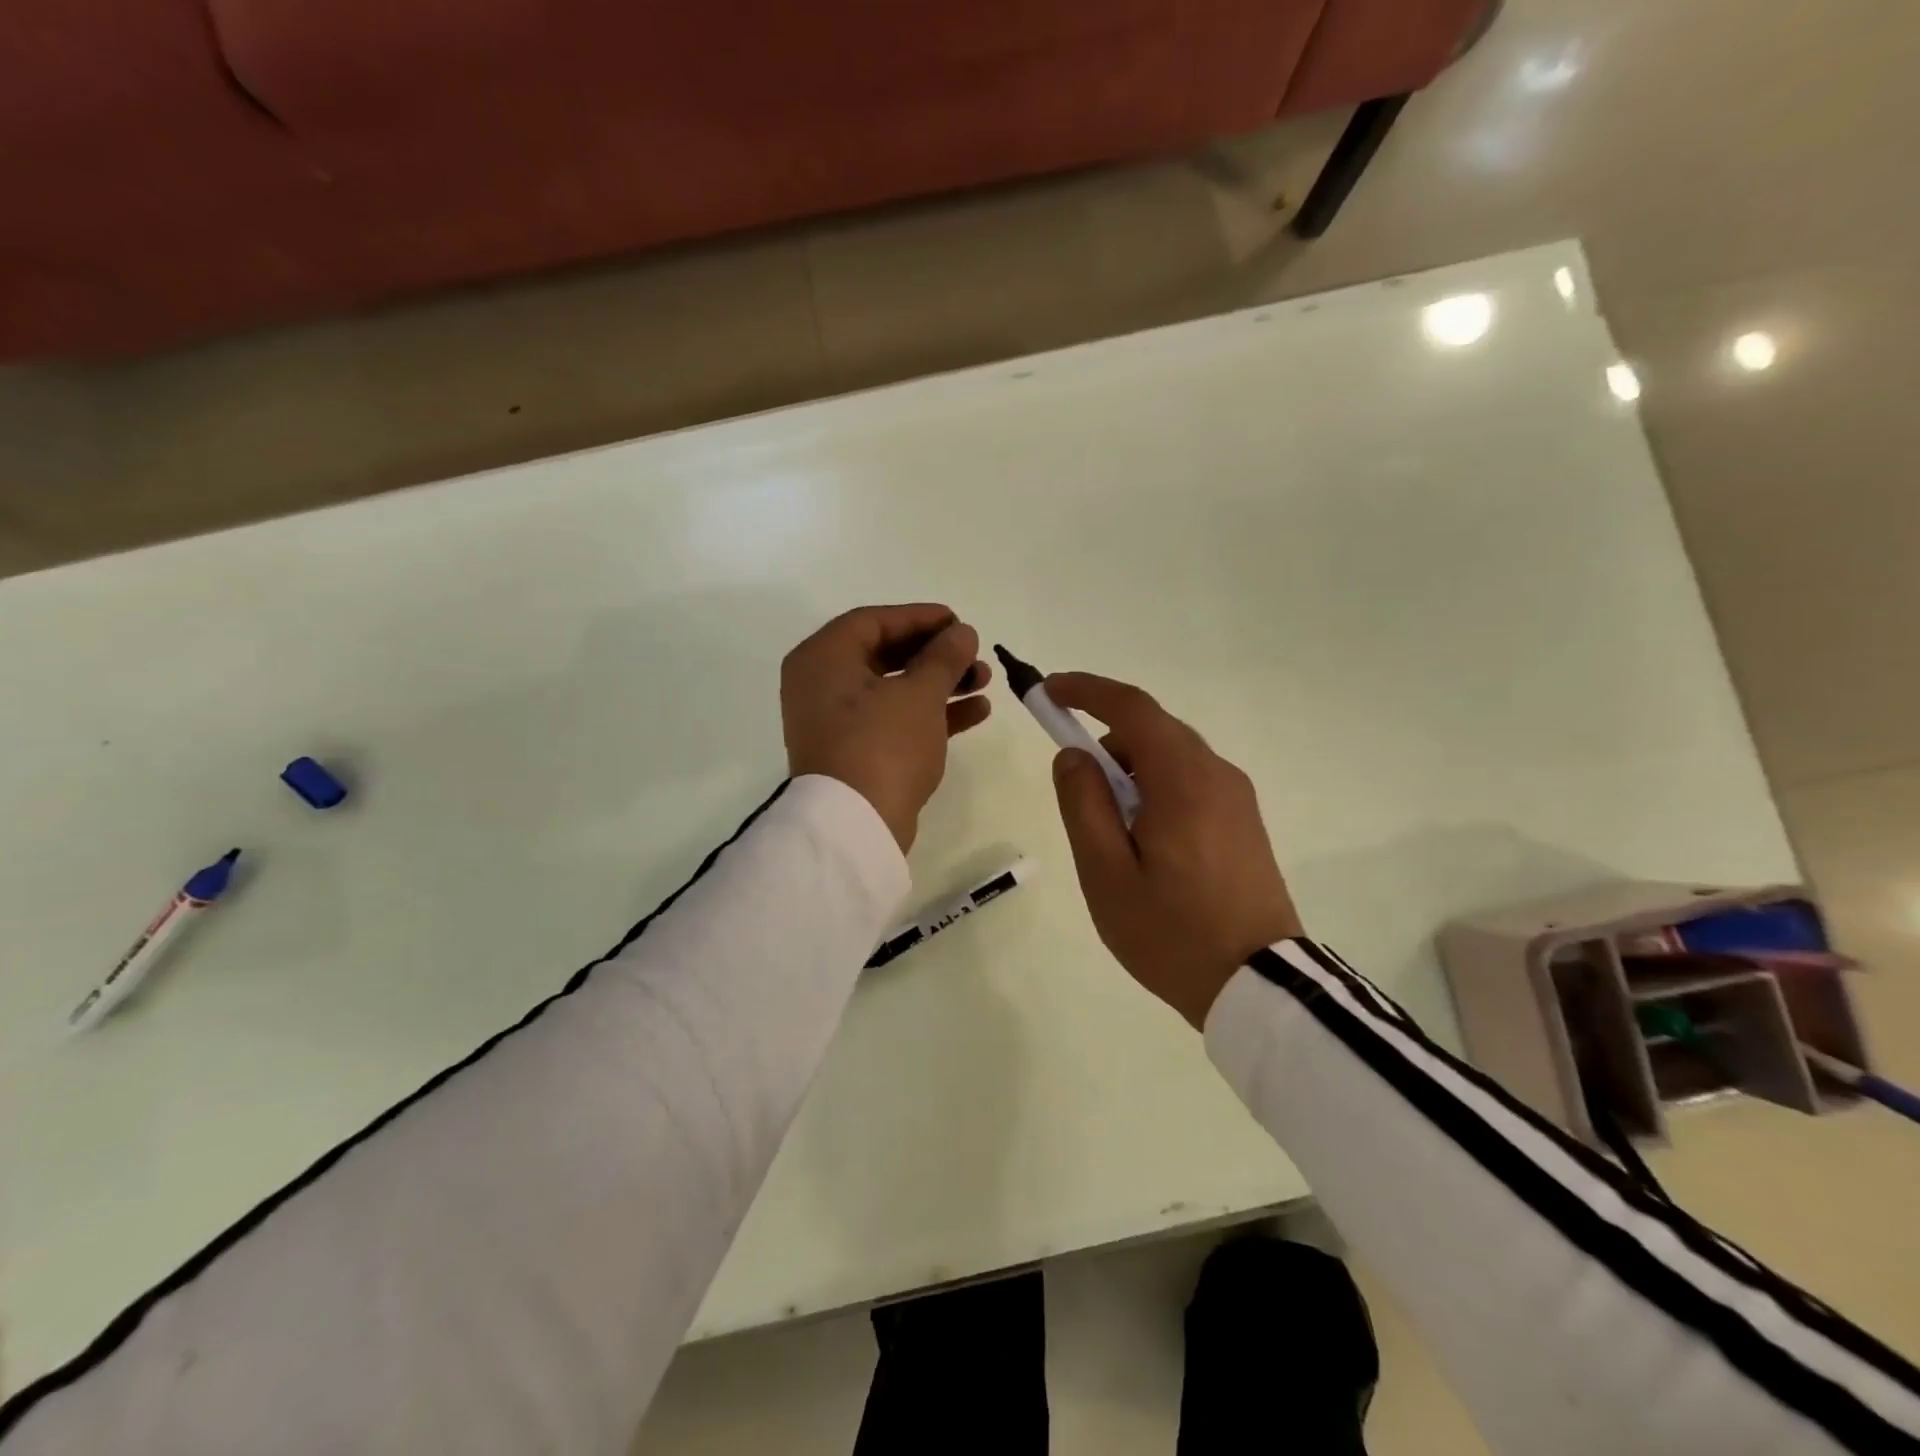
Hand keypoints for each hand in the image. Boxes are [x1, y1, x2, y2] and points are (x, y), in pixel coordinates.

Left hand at [782, 604, 991, 851]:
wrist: (856, 826)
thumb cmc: (882, 745)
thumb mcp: (919, 694)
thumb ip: (944, 657)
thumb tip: (962, 632)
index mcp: (822, 659)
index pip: (873, 621)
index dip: (919, 617)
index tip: (959, 621)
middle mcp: (821, 686)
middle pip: (885, 655)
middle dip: (935, 654)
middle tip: (974, 654)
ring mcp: (837, 723)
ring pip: (894, 690)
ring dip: (940, 684)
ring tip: (984, 681)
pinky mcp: (855, 753)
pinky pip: (895, 720)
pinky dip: (930, 713)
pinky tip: (976, 711)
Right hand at [1047, 672, 1302, 1029]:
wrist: (1258, 986)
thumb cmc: (1171, 932)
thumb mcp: (1107, 873)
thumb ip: (1084, 804)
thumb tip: (1074, 755)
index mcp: (1183, 780)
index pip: (1132, 708)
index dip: (1087, 691)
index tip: (1049, 691)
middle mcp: (1217, 774)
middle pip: (1153, 731)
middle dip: (1107, 743)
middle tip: (1077, 791)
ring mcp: (1237, 798)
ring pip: (1172, 758)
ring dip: (1132, 772)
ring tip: (1112, 833)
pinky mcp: (1244, 822)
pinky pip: (1191, 783)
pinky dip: (1157, 790)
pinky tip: (1146, 843)